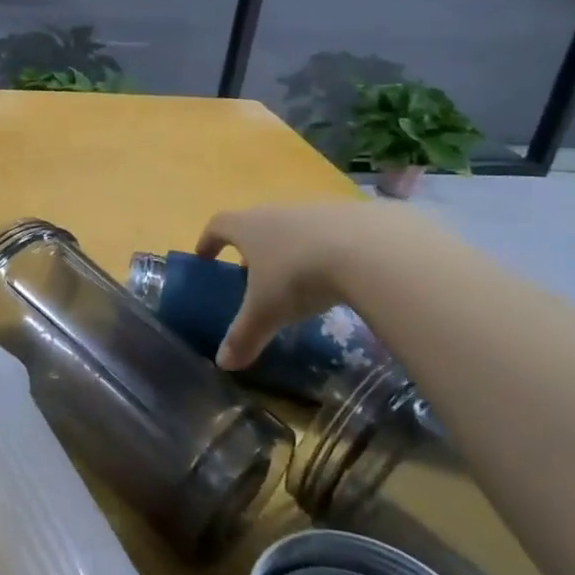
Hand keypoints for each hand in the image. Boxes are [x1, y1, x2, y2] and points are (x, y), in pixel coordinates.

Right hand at [197, 202, 361, 370]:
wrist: (370, 249)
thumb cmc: (299, 276)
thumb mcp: (267, 312)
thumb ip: (243, 336)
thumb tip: (223, 363)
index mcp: (248, 227)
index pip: (218, 225)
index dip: (208, 240)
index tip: (204, 256)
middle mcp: (276, 211)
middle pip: (255, 223)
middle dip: (250, 247)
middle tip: (250, 273)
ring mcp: (315, 210)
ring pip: (292, 227)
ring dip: (287, 248)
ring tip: (295, 277)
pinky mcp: (350, 216)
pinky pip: (327, 233)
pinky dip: (323, 250)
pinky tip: (335, 273)